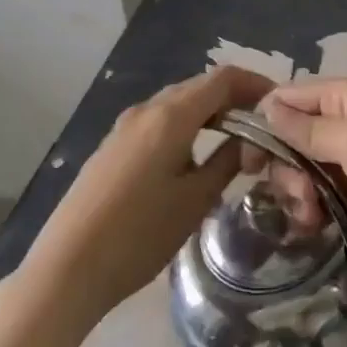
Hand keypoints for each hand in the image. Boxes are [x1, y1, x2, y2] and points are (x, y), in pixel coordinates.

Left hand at [0, 64, 272, 346]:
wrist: (67, 268)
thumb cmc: (139, 235)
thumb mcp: (194, 201)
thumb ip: (226, 163)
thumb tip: (249, 143)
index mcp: (171, 115)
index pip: (223, 78)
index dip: (255, 84)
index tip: (278, 104)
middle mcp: (146, 109)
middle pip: (199, 86)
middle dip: (234, 99)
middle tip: (262, 126)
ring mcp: (124, 126)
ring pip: (178, 104)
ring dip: (209, 113)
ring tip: (234, 141)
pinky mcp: (112, 146)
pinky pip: (158, 121)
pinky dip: (186, 126)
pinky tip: (193, 157)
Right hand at [259, 75, 346, 313]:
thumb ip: (307, 128)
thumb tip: (267, 107)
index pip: (290, 96)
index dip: (266, 126)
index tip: (251, 166)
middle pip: (300, 133)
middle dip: (289, 168)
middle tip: (299, 203)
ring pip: (316, 164)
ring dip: (306, 192)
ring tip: (312, 222)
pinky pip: (338, 186)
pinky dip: (326, 203)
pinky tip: (321, 225)